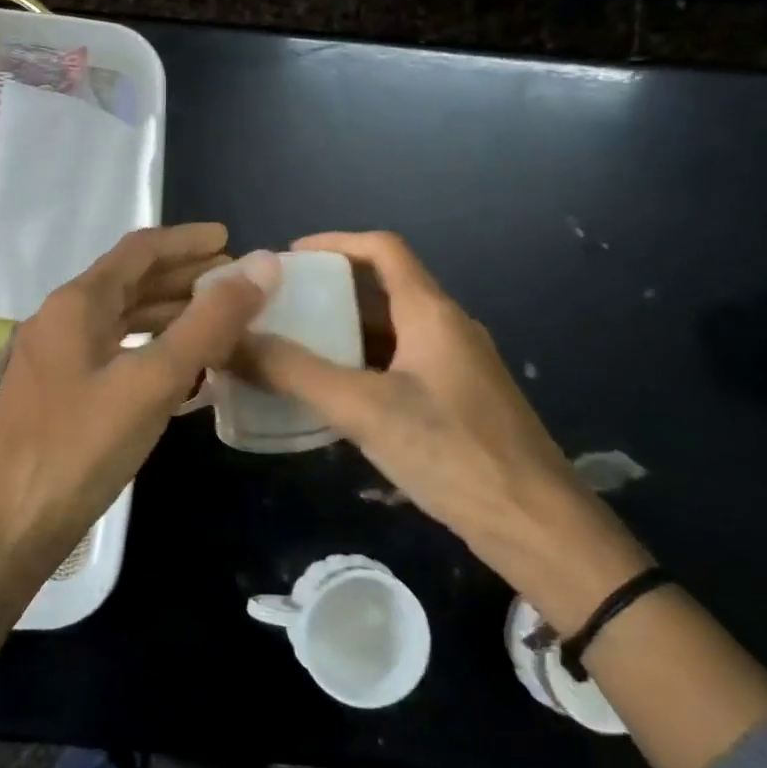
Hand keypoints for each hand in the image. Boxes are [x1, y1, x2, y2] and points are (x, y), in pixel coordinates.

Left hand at [0, 223, 280, 577]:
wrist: (5, 529)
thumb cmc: (79, 449)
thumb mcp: (152, 382)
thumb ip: (209, 323)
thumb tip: (262, 264)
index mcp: (77, 304)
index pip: (139, 250)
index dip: (188, 241)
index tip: (231, 240)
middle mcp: (61, 321)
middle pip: (131, 282)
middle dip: (184, 278)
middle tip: (236, 284)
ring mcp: (56, 360)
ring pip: (123, 321)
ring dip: (171, 316)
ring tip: (221, 324)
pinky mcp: (60, 395)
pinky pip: (115, 356)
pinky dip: (152, 352)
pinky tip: (185, 374)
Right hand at [236, 231, 650, 629]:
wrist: (535, 524)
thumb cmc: (452, 453)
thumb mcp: (364, 409)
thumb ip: (295, 373)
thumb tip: (231, 341)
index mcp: (432, 313)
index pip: (382, 249)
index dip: (334, 243)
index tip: (286, 258)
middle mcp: (447, 329)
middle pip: (383, 290)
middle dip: (329, 292)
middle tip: (278, 309)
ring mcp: (456, 368)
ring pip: (391, 333)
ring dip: (343, 334)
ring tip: (292, 348)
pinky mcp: (457, 404)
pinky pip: (399, 367)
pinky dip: (362, 368)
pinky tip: (331, 397)